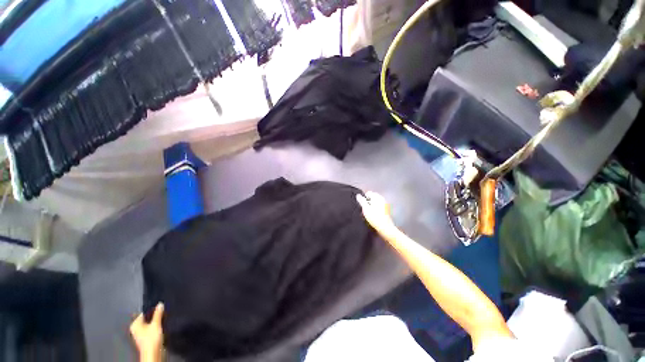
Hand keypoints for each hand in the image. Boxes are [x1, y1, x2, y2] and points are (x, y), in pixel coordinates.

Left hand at [130, 303, 164, 361]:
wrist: (153, 353)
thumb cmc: (151, 338)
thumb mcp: (156, 324)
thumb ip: (158, 314)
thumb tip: (160, 303)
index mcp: (135, 324)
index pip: (144, 313)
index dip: (152, 309)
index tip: (161, 306)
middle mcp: (136, 328)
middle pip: (146, 319)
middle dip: (154, 316)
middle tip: (163, 311)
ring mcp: (141, 334)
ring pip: (149, 324)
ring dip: (156, 322)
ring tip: (164, 317)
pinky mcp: (146, 338)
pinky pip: (151, 329)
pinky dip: (156, 327)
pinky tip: (162, 325)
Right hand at [356, 191, 396, 234]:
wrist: (385, 227)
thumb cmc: (374, 217)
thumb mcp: (365, 208)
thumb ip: (361, 200)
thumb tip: (358, 195)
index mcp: (378, 197)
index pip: (368, 193)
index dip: (363, 198)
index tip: (362, 205)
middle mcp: (382, 199)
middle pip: (372, 197)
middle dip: (367, 202)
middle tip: (364, 209)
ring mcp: (385, 204)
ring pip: (375, 202)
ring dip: (370, 206)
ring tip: (368, 213)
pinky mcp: (386, 210)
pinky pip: (378, 206)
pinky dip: (374, 209)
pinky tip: (373, 215)